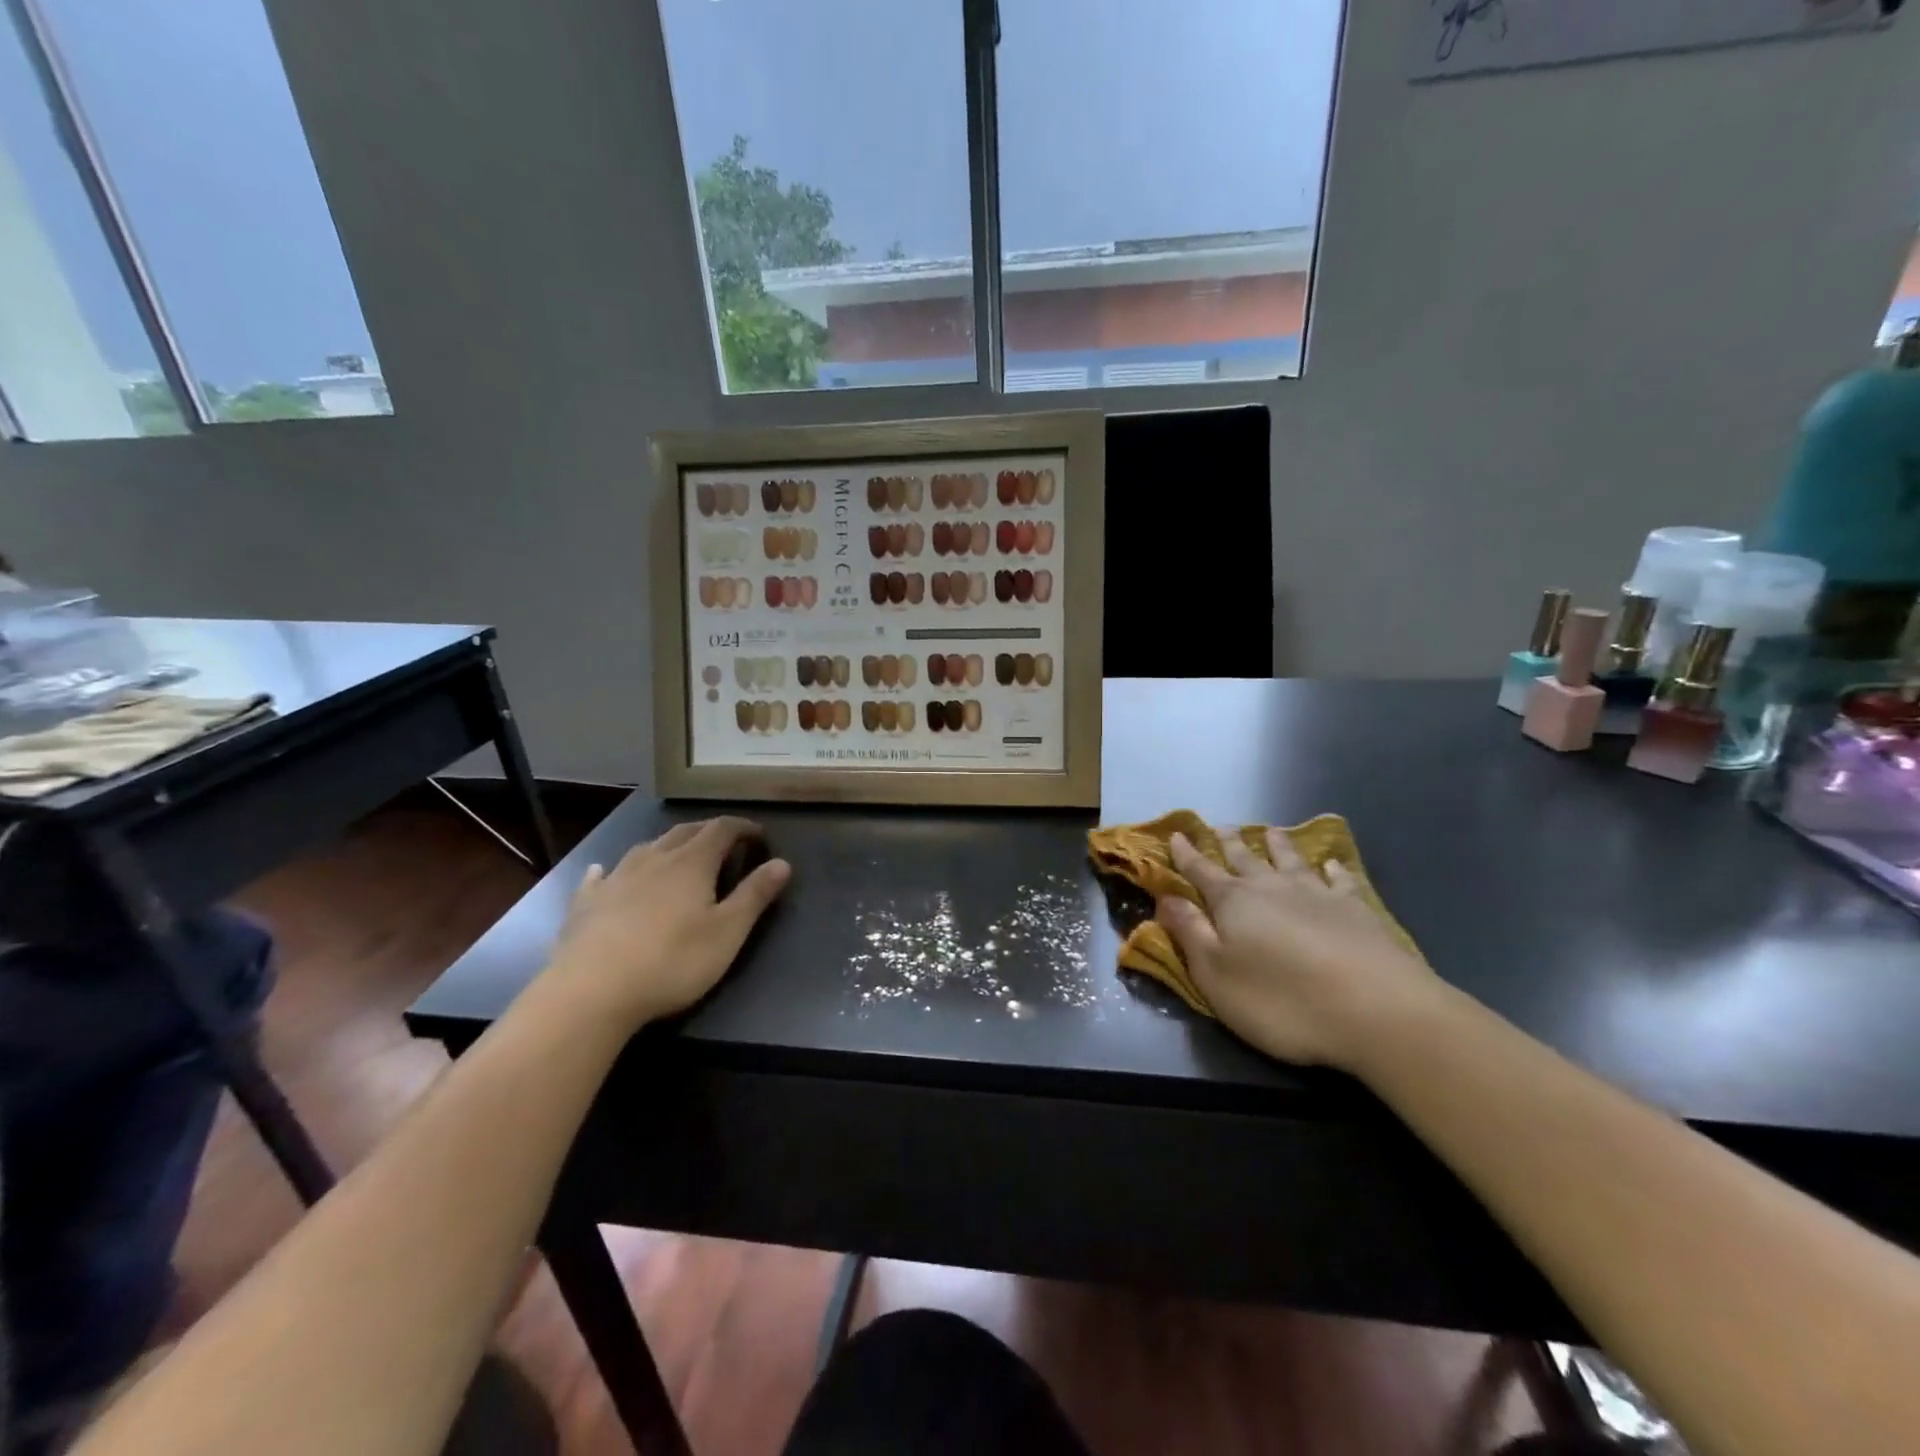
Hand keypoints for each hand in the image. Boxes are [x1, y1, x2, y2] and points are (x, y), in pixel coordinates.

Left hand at [538, 817, 789, 1030]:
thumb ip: (755, 895)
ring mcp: (616, 878)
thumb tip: (782, 862)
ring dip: (667, 845)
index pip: (722, 829)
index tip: (758, 836)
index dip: (743, 828)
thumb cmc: (672, 961)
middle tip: (725, 842)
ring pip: (646, 848)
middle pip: (685, 832)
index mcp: (692, 863)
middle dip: (708, 831)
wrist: (591, 992)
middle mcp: (654, 859)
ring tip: (677, 855)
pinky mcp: (585, 903)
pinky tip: (603, 872)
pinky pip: (600, 875)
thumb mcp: (727, 932)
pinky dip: (611, 870)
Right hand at [1159, 829, 1440, 1069]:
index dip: (1186, 855)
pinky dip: (1333, 869)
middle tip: (1220, 827)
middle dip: (1228, 843)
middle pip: (1244, 858)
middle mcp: (1272, 888)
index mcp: (1233, 902)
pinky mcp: (1357, 910)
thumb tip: (1165, 898)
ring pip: (1290, 860)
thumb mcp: (1216, 975)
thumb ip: (1189, 933)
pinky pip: (1340, 880)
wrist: (1378, 1011)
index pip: (1201, 872)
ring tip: (1270, 831)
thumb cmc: (1282, 1000)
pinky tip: (1332, 864)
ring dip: (1277, 845)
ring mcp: (1318, 895)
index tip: (1176, 835)